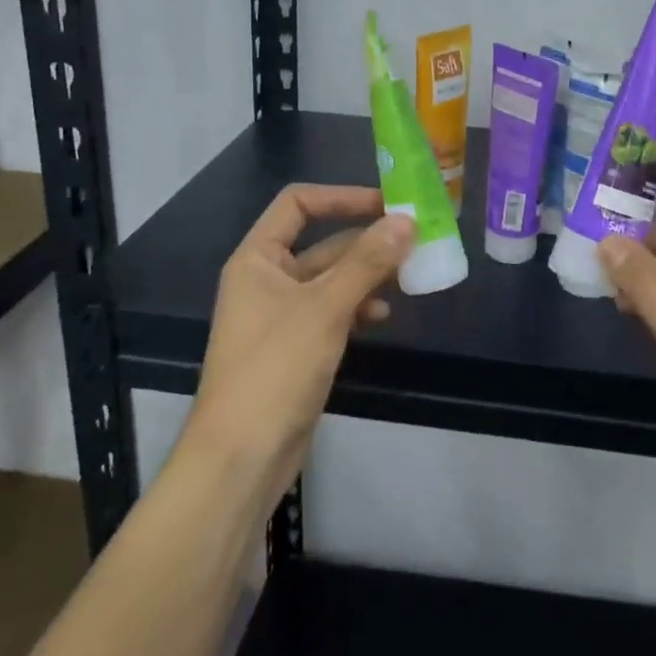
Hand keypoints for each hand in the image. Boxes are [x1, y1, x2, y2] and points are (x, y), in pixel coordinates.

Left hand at [186, 185, 414, 504]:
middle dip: (367, 241)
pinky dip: (358, 307)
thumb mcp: (325, 308)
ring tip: (407, 277)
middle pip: (322, 242)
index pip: (298, 204)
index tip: (387, 204)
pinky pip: (333, 311)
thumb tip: (406, 220)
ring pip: (332, 279)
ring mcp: (282, 315)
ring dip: (368, 274)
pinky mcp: (296, 346)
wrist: (241, 458)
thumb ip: (368, 262)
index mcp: (258, 258)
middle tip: (414, 240)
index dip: (342, 197)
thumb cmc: (275, 369)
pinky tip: (382, 315)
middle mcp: (267, 279)